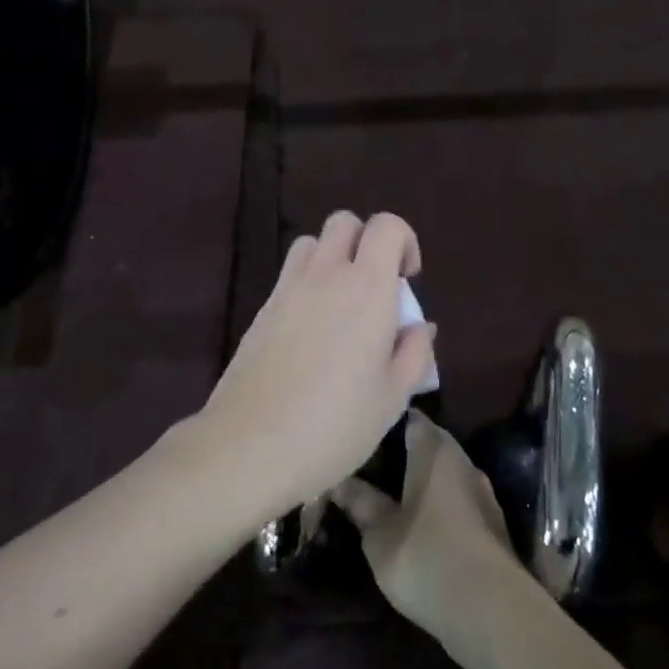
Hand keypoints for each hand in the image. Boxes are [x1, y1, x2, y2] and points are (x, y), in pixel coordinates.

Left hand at [195, 211, 435, 520]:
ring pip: (311, 243)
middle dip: (366, 242)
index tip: (407, 281)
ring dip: (332, 258)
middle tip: (375, 288)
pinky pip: (289, 275)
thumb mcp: (393, 397)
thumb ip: (415, 353)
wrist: (250, 445)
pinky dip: (307, 283)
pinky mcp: (262, 309)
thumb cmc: (335, 424)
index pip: (386, 225)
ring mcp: (287, 289)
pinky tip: (311, 331)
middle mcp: (326, 275)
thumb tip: (419, 326)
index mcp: (367, 288)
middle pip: (344, 222)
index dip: (404, 241)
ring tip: (341, 304)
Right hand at [334, 414, 525, 640]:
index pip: (410, 418)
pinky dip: (438, 505)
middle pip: (429, 445)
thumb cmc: (426, 557)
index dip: (385, 424)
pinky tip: (419, 525)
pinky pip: (457, 501)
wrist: (492, 610)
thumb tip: (339, 480)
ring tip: (388, 496)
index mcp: (435, 450)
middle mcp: (463, 461)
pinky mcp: (492, 524)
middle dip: (401, 454)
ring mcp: (482, 493)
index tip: (361, 435)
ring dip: (421, 482)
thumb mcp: (379, 533)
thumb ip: (360, 502)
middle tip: (368, 469)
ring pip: (444, 474)